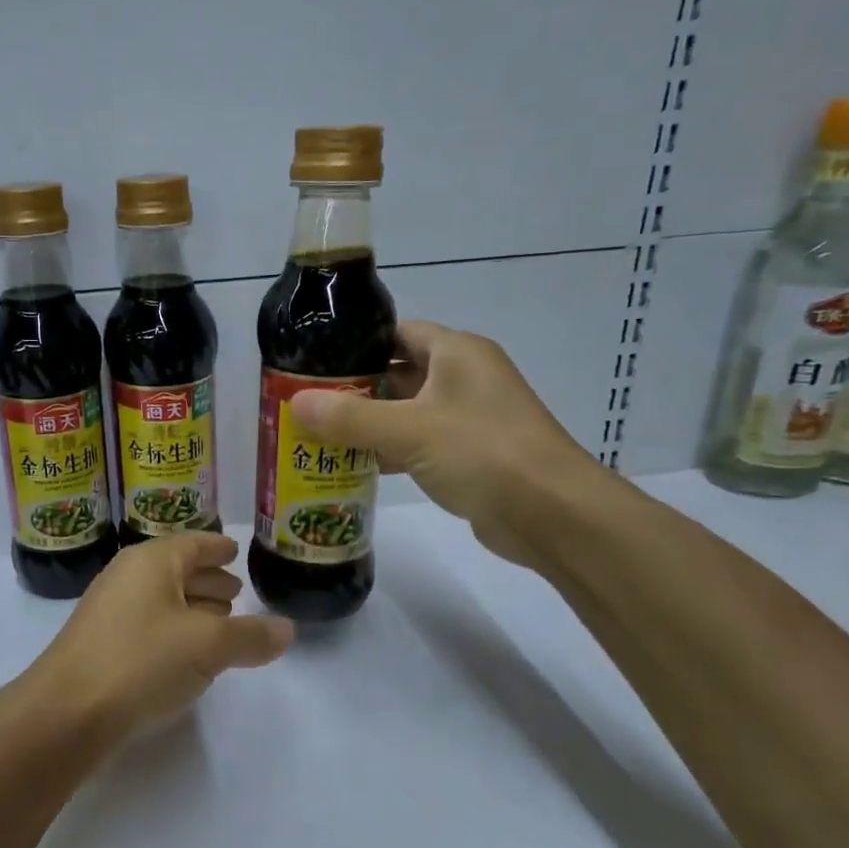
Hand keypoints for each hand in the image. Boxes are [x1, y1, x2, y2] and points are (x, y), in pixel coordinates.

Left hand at [24, 533, 294, 741]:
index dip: (217, 547)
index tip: (236, 550)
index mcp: (151, 561)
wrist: (65, 712)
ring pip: (161, 598)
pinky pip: (147, 623)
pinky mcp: (99, 644)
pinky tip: (185, 654)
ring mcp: (108, 610)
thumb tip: (287, 629)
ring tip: (219, 621)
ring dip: (191, 606)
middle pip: (175, 569)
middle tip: (236, 591)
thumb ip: (250, 636)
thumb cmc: (141, 660)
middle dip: (207, 579)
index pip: (192, 543)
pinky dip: (172, 629)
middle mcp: (127, 576)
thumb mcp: (207, 646)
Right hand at [289, 321, 608, 565]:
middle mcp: (465, 378)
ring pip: (407, 411)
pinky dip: (390, 451)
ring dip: (369, 423)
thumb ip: (349, 416)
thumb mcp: (408, 429)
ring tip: (318, 433)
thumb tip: (296, 403)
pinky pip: (420, 443)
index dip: (357, 343)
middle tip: (307, 401)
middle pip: (398, 373)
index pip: (398, 333)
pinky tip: (354, 465)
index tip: (314, 360)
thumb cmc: (482, 451)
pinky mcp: (471, 455)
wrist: (552, 514)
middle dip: (355, 388)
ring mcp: (470, 418)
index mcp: (457, 353)